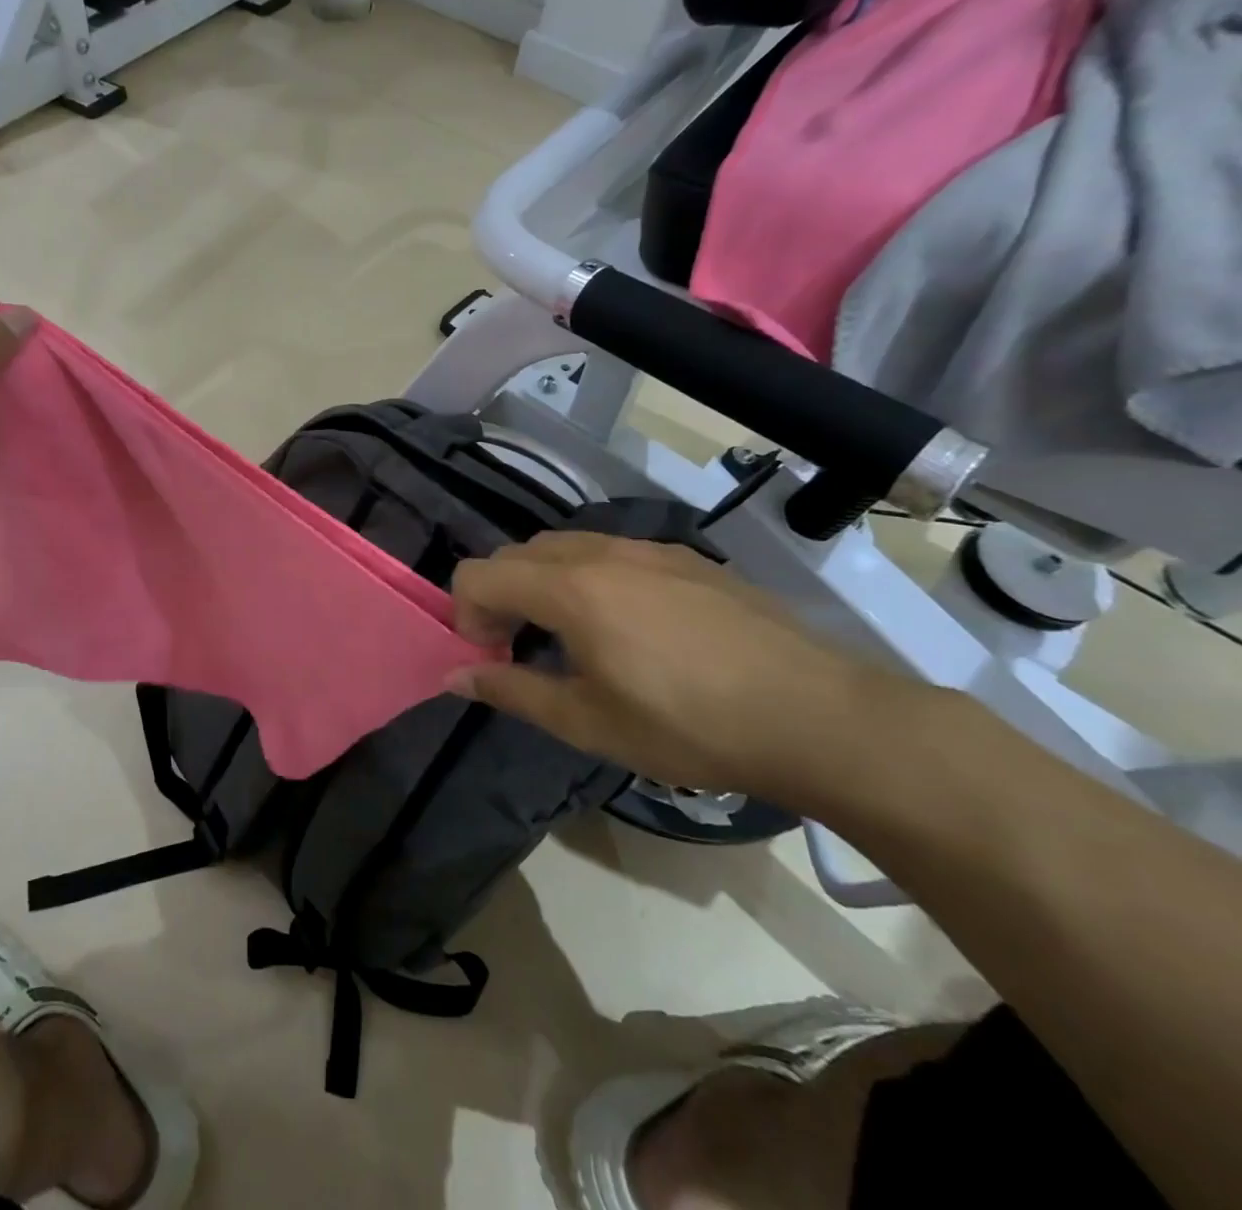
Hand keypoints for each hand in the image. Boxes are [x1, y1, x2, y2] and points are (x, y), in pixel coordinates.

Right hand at [449, 533, 923, 808]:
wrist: (818, 716)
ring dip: (543, 585)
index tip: (493, 660)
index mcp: (568, 588)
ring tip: (574, 640)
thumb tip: (454, 678)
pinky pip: (611, 553)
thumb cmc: (689, 725)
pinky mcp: (686, 558)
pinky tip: (630, 630)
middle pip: (516, 554)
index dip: (466, 617)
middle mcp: (600, 551)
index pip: (477, 574)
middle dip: (500, 598)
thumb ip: (511, 691)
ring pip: (564, 547)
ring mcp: (648, 549)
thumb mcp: (588, 722)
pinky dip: (589, 579)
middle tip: (524, 652)